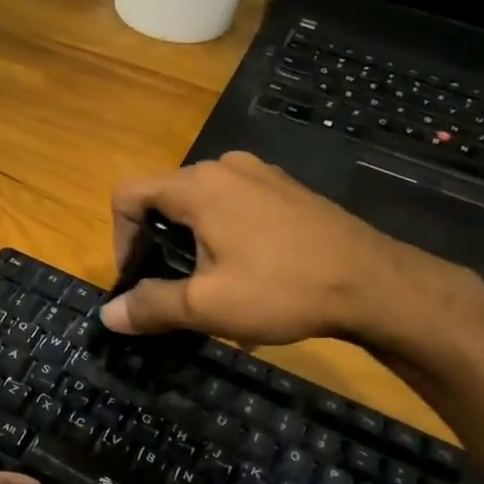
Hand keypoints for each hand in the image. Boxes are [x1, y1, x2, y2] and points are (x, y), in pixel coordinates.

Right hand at [102, 151, 444, 346]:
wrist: (376, 285)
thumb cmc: (282, 289)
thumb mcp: (206, 306)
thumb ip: (150, 306)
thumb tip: (107, 314)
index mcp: (198, 186)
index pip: (129, 195)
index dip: (120, 239)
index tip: (137, 280)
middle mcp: (225, 168)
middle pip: (164, 200)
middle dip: (156, 247)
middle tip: (171, 291)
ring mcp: (261, 176)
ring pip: (202, 207)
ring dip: (192, 246)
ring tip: (210, 290)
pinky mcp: (287, 192)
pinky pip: (236, 209)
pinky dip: (224, 239)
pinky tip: (248, 279)